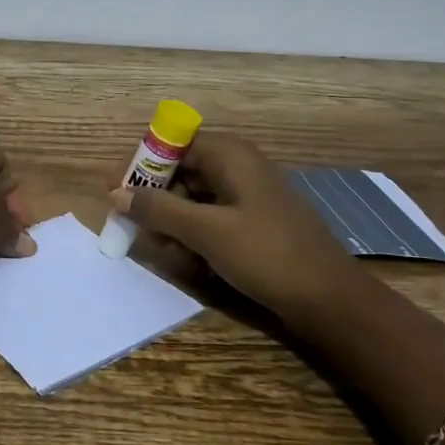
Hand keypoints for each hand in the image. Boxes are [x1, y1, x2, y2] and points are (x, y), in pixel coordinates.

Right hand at [109, 131, 364, 322]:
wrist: (331, 300)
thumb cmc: (267, 255)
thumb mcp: (206, 232)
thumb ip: (158, 209)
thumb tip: (115, 193)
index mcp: (230, 155)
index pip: (170, 144)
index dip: (139, 164)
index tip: (114, 191)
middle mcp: (238, 167)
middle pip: (180, 171)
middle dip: (155, 200)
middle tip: (134, 229)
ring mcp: (247, 196)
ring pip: (192, 198)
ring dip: (172, 222)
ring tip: (165, 251)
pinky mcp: (253, 223)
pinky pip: (210, 219)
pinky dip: (194, 235)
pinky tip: (189, 260)